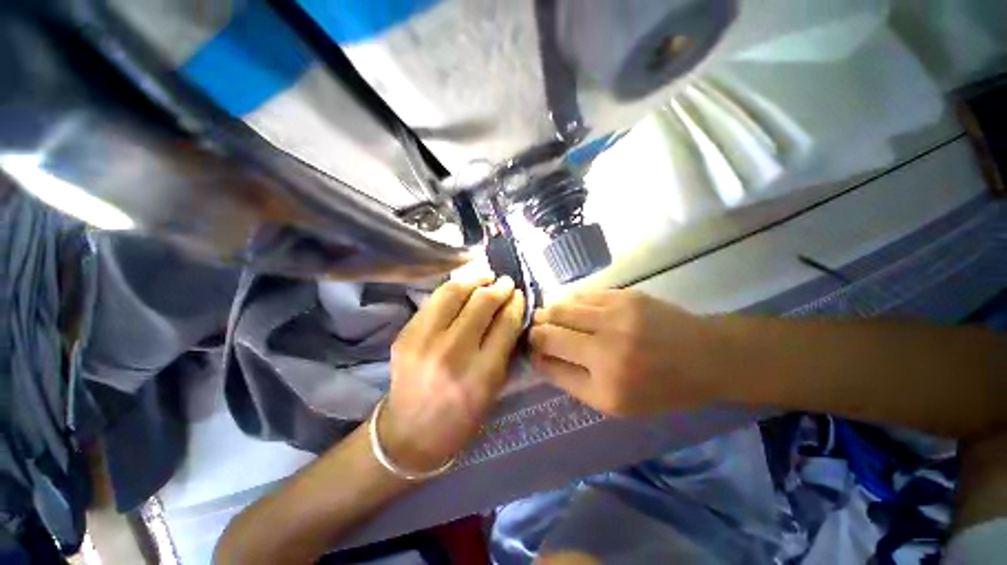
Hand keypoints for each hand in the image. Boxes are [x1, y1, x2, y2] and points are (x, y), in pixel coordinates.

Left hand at [380, 277, 524, 471]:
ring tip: (486, 279)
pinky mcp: (405, 334)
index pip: (505, 324)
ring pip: (454, 292)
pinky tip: (463, 289)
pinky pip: (433, 300)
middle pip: (481, 303)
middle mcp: (452, 354)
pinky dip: (453, 290)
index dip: (515, 303)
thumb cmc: (461, 417)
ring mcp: (423, 341)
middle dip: (499, 287)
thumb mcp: (493, 388)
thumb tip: (510, 309)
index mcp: (481, 375)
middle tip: (506, 283)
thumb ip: (504, 347)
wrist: (409, 433)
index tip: (519, 295)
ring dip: (475, 280)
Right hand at [529, 289, 726, 415]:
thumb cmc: (659, 388)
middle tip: (537, 331)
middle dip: (536, 329)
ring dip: (549, 312)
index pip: (547, 356)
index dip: (533, 349)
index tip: (531, 348)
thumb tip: (538, 357)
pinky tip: (571, 308)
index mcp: (604, 381)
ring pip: (561, 306)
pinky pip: (581, 295)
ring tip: (549, 318)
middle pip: (549, 328)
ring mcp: (616, 315)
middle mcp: (607, 346)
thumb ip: (570, 381)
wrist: (706, 357)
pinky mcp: (624, 295)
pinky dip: (569, 302)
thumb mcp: (613, 403)